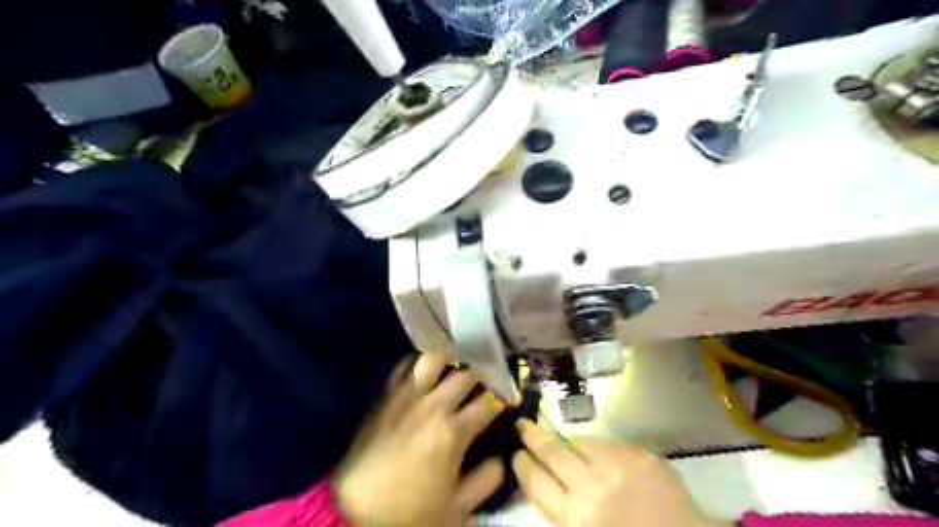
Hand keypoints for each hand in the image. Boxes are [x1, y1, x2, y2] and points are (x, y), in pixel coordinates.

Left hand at [329, 355, 505, 526]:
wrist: (352, 510)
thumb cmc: (407, 513)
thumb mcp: (455, 510)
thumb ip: (485, 482)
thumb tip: (502, 459)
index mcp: (453, 432)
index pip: (490, 401)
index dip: (505, 396)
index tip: (510, 397)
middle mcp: (432, 405)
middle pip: (466, 372)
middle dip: (484, 372)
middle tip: (488, 377)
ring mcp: (406, 395)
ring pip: (433, 357)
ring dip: (450, 358)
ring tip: (457, 364)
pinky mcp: (385, 394)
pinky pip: (404, 364)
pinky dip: (418, 362)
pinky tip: (425, 370)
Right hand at [511, 420, 728, 526]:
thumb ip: (564, 513)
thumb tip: (546, 484)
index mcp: (575, 519)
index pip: (535, 482)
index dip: (522, 465)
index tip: (516, 454)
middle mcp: (592, 487)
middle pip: (552, 453)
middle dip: (532, 437)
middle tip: (522, 425)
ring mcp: (618, 467)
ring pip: (579, 442)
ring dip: (566, 442)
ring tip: (559, 440)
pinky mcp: (641, 456)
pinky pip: (609, 443)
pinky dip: (599, 448)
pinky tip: (600, 455)